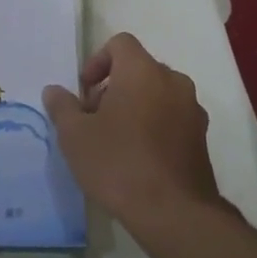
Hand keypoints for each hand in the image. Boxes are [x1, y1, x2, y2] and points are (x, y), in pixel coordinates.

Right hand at [42, 33, 224, 232]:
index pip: (120, 43)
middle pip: (138, 68)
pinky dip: (155, 125)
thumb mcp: (75, 136)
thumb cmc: (119, 164)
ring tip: (116, 141)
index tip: (85, 93)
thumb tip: (54, 91)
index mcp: (143, 70)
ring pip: (157, 93)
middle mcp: (173, 80)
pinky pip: (172, 117)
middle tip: (95, 119)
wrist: (175, 214)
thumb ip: (62, 107)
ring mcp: (192, 109)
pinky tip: (139, 158)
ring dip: (135, 106)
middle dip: (113, 87)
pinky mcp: (202, 137)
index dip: (97, 62)